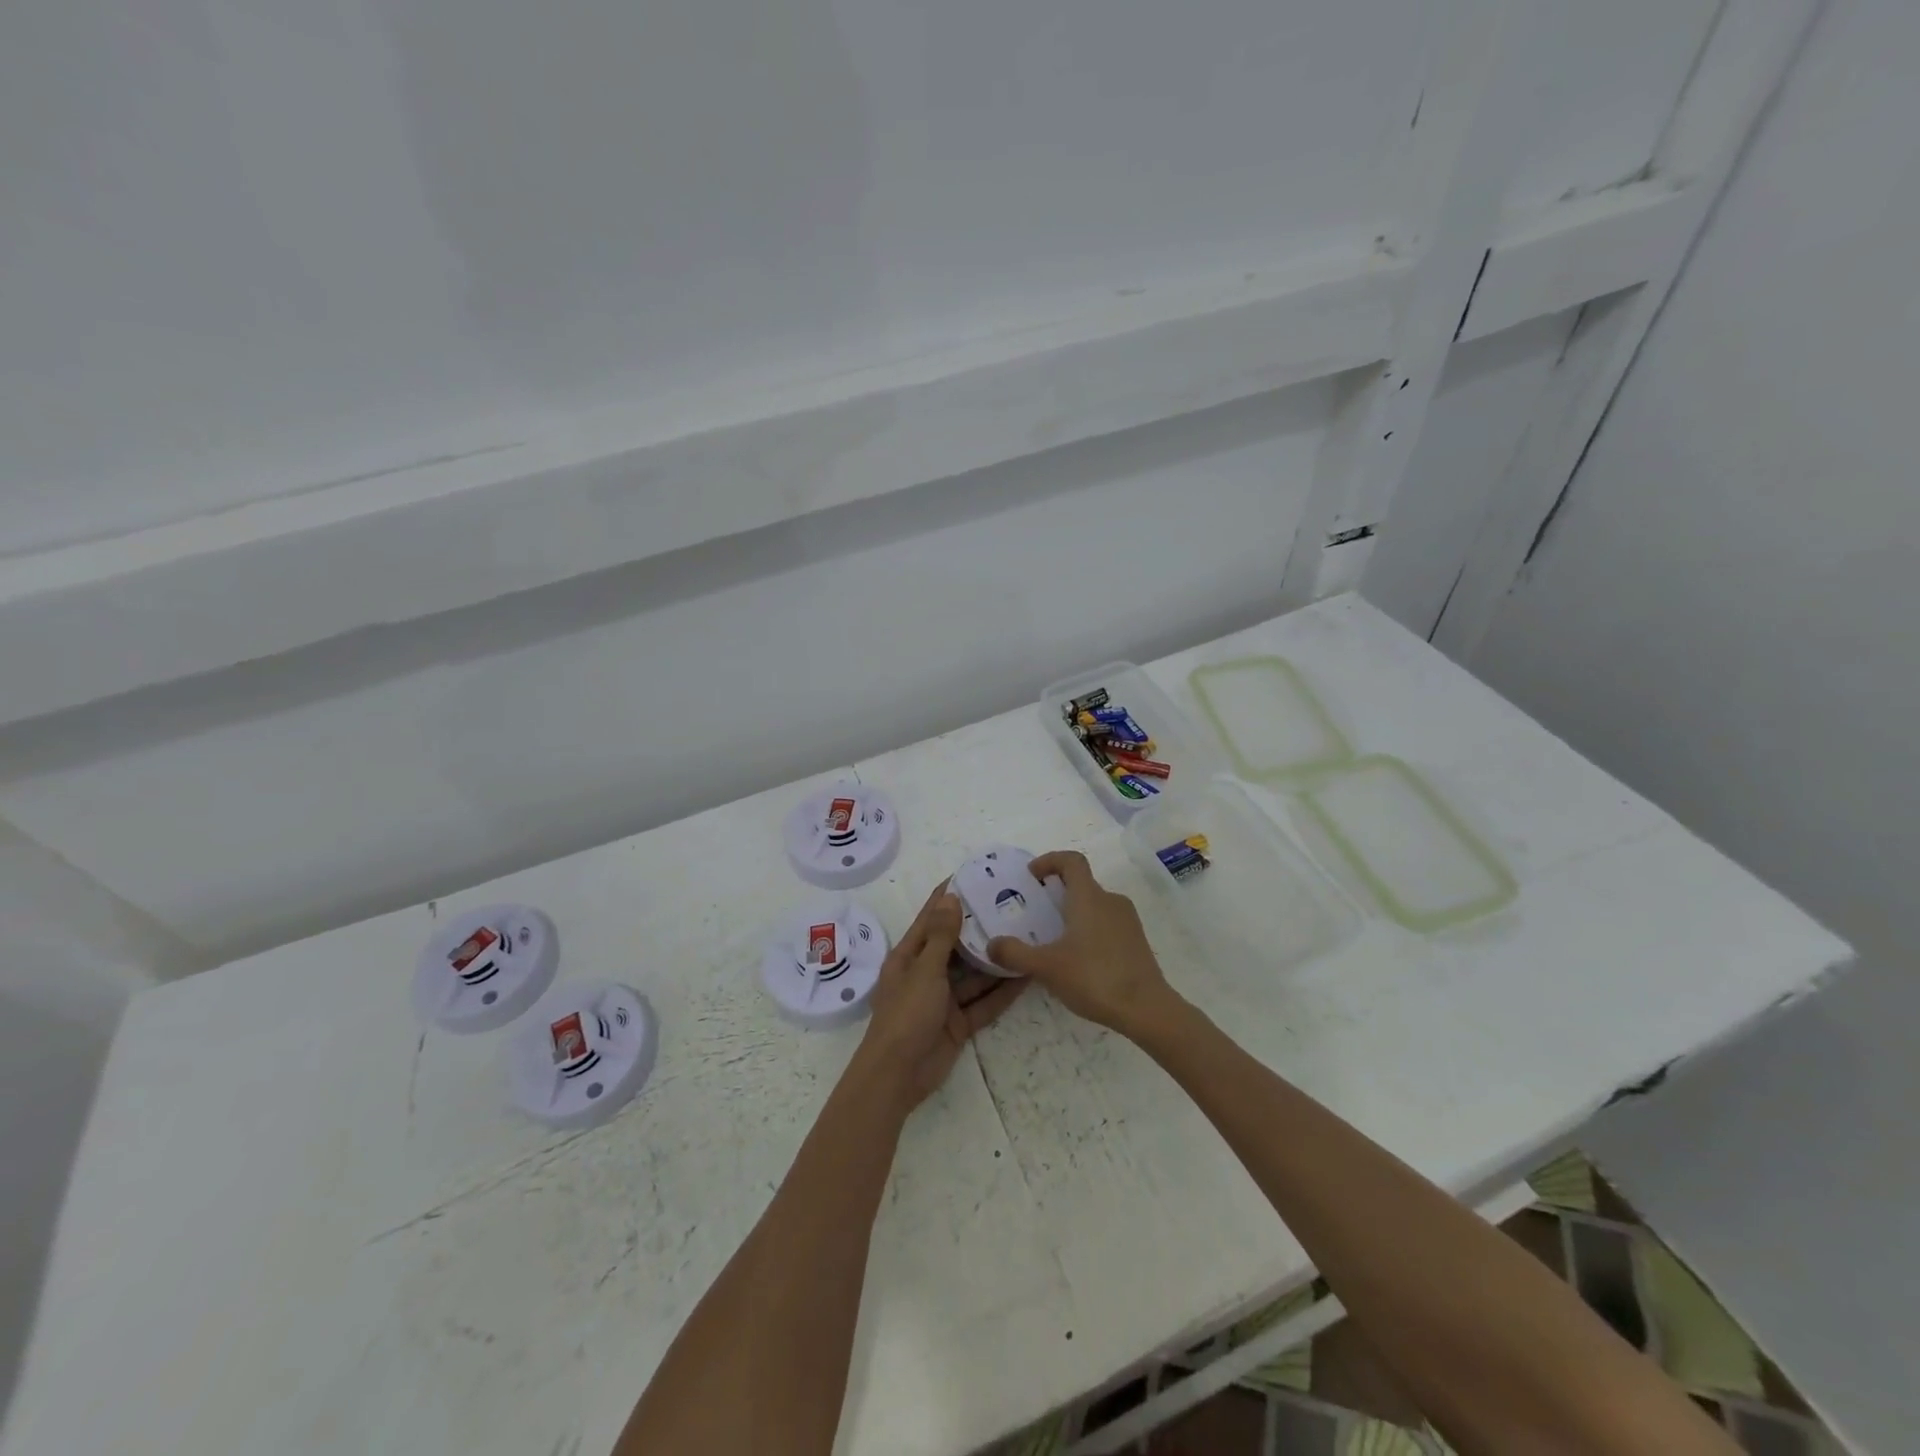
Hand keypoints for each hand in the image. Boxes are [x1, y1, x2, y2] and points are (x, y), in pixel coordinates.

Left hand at [854, 880, 1027, 1110]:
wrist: (898, 1076)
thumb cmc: (905, 1014)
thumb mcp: (924, 970)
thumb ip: (941, 936)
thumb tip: (951, 897)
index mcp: (909, 957)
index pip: (931, 919)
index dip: (948, 898)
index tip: (972, 875)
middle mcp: (926, 974)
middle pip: (956, 946)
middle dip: (979, 928)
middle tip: (1011, 906)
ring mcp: (943, 1000)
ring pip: (974, 975)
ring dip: (995, 960)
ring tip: (1025, 937)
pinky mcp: (958, 1024)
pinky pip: (983, 1002)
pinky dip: (1001, 992)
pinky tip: (1025, 976)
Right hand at [986, 851, 1180, 1037]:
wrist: (1147, 1009)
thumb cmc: (1094, 978)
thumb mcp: (1046, 967)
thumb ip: (1015, 953)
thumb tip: (992, 944)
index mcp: (1089, 897)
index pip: (1071, 861)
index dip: (1050, 860)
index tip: (1032, 875)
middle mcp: (1111, 900)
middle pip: (1082, 883)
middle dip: (1057, 891)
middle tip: (1037, 912)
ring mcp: (1128, 920)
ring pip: (1095, 905)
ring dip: (1074, 912)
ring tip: (1055, 939)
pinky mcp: (1137, 941)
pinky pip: (1108, 923)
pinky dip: (1090, 929)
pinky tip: (1079, 959)